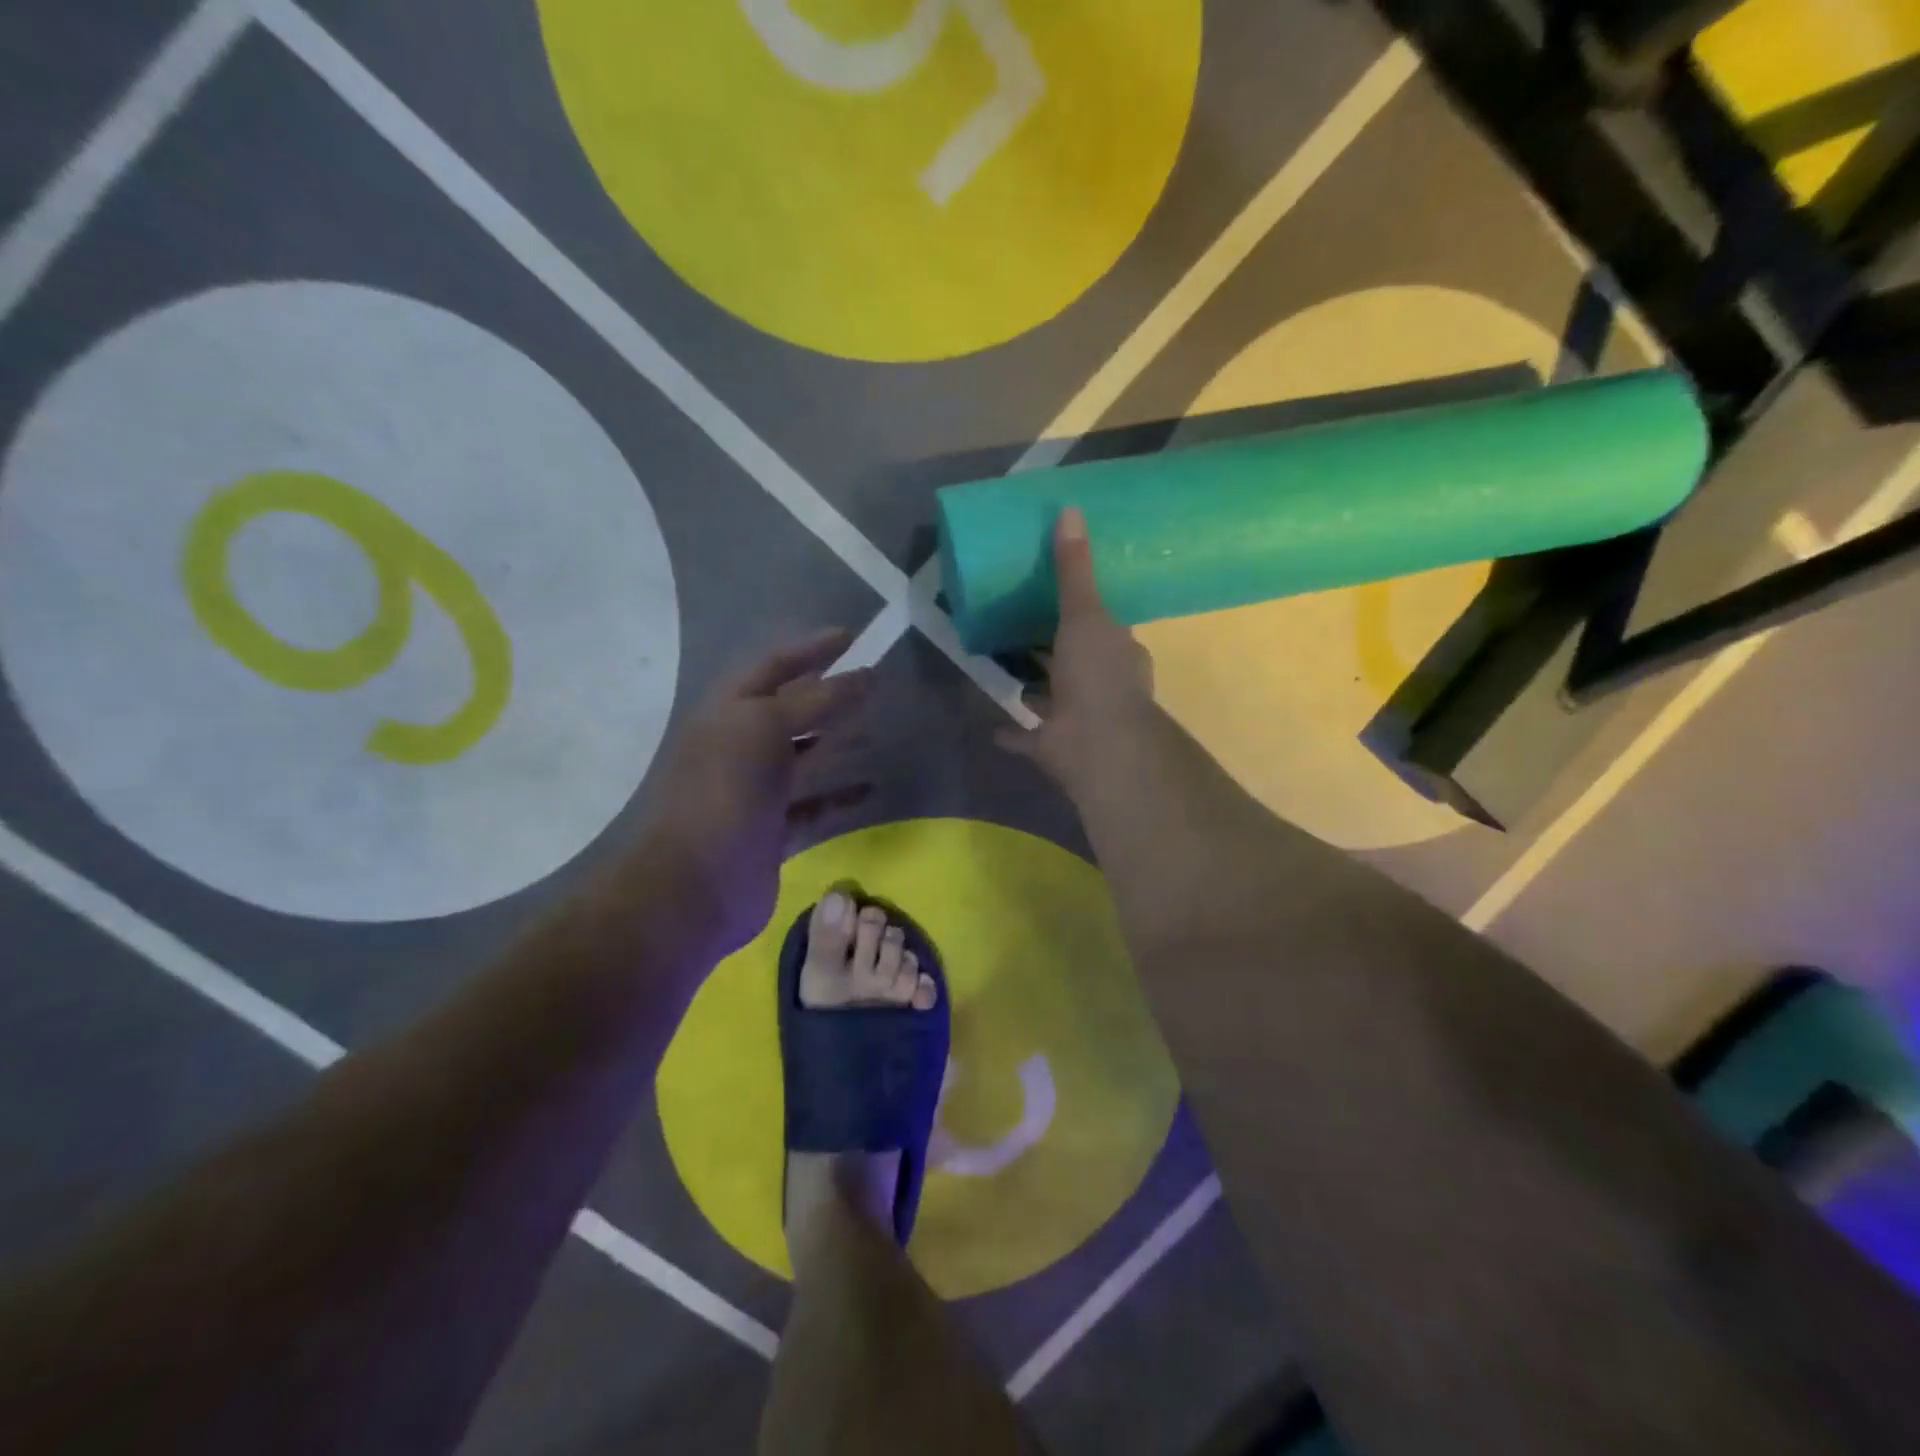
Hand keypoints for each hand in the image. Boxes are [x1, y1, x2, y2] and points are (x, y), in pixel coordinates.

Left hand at [634, 628, 872, 957]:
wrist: (695, 884)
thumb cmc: (725, 791)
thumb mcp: (765, 727)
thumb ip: (817, 699)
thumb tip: (866, 675)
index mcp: (729, 712)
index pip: (773, 666)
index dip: (811, 649)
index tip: (851, 637)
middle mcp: (739, 745)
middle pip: (789, 709)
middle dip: (828, 694)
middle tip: (873, 683)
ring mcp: (755, 790)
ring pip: (803, 756)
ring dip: (837, 742)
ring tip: (877, 731)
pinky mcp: (772, 829)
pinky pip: (813, 803)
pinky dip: (840, 795)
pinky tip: (870, 790)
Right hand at [997, 507, 1154, 790]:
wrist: (1095, 745)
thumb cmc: (1096, 675)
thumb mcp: (1085, 613)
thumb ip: (1073, 570)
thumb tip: (1070, 510)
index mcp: (1118, 654)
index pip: (1104, 627)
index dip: (1084, 612)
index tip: (1057, 596)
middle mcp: (1103, 686)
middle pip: (1076, 660)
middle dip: (1054, 648)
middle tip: (1021, 626)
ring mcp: (1078, 718)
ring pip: (1053, 697)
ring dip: (1034, 686)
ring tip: (1004, 665)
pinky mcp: (1054, 746)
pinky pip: (1028, 736)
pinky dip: (1012, 732)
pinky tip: (991, 723)